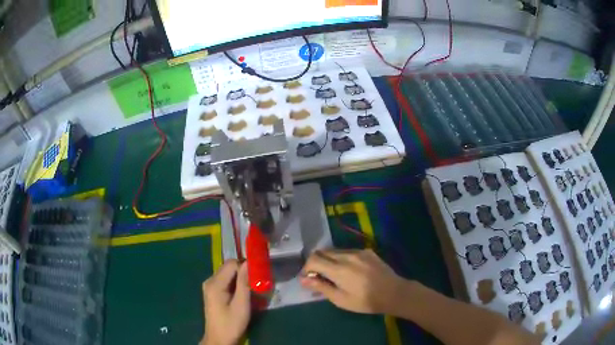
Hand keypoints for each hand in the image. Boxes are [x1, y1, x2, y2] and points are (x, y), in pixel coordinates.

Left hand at [201, 260, 249, 344]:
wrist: (219, 339)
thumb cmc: (231, 324)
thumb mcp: (241, 305)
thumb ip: (244, 283)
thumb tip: (248, 263)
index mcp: (215, 283)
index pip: (232, 264)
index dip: (246, 266)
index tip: (258, 275)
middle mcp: (210, 281)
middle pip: (228, 267)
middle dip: (243, 271)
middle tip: (257, 282)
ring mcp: (209, 286)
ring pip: (227, 273)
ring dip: (240, 278)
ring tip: (251, 288)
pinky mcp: (212, 292)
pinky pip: (225, 280)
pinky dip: (235, 283)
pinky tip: (242, 293)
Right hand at [300, 249, 406, 314]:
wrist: (394, 293)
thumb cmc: (365, 301)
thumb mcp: (341, 299)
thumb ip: (321, 287)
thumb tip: (303, 279)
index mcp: (339, 269)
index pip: (314, 259)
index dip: (306, 268)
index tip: (308, 279)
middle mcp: (347, 255)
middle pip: (323, 252)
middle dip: (316, 263)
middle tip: (319, 277)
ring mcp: (358, 251)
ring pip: (335, 251)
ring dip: (329, 260)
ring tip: (334, 275)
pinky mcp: (367, 251)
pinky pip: (348, 251)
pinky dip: (341, 259)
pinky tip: (349, 271)